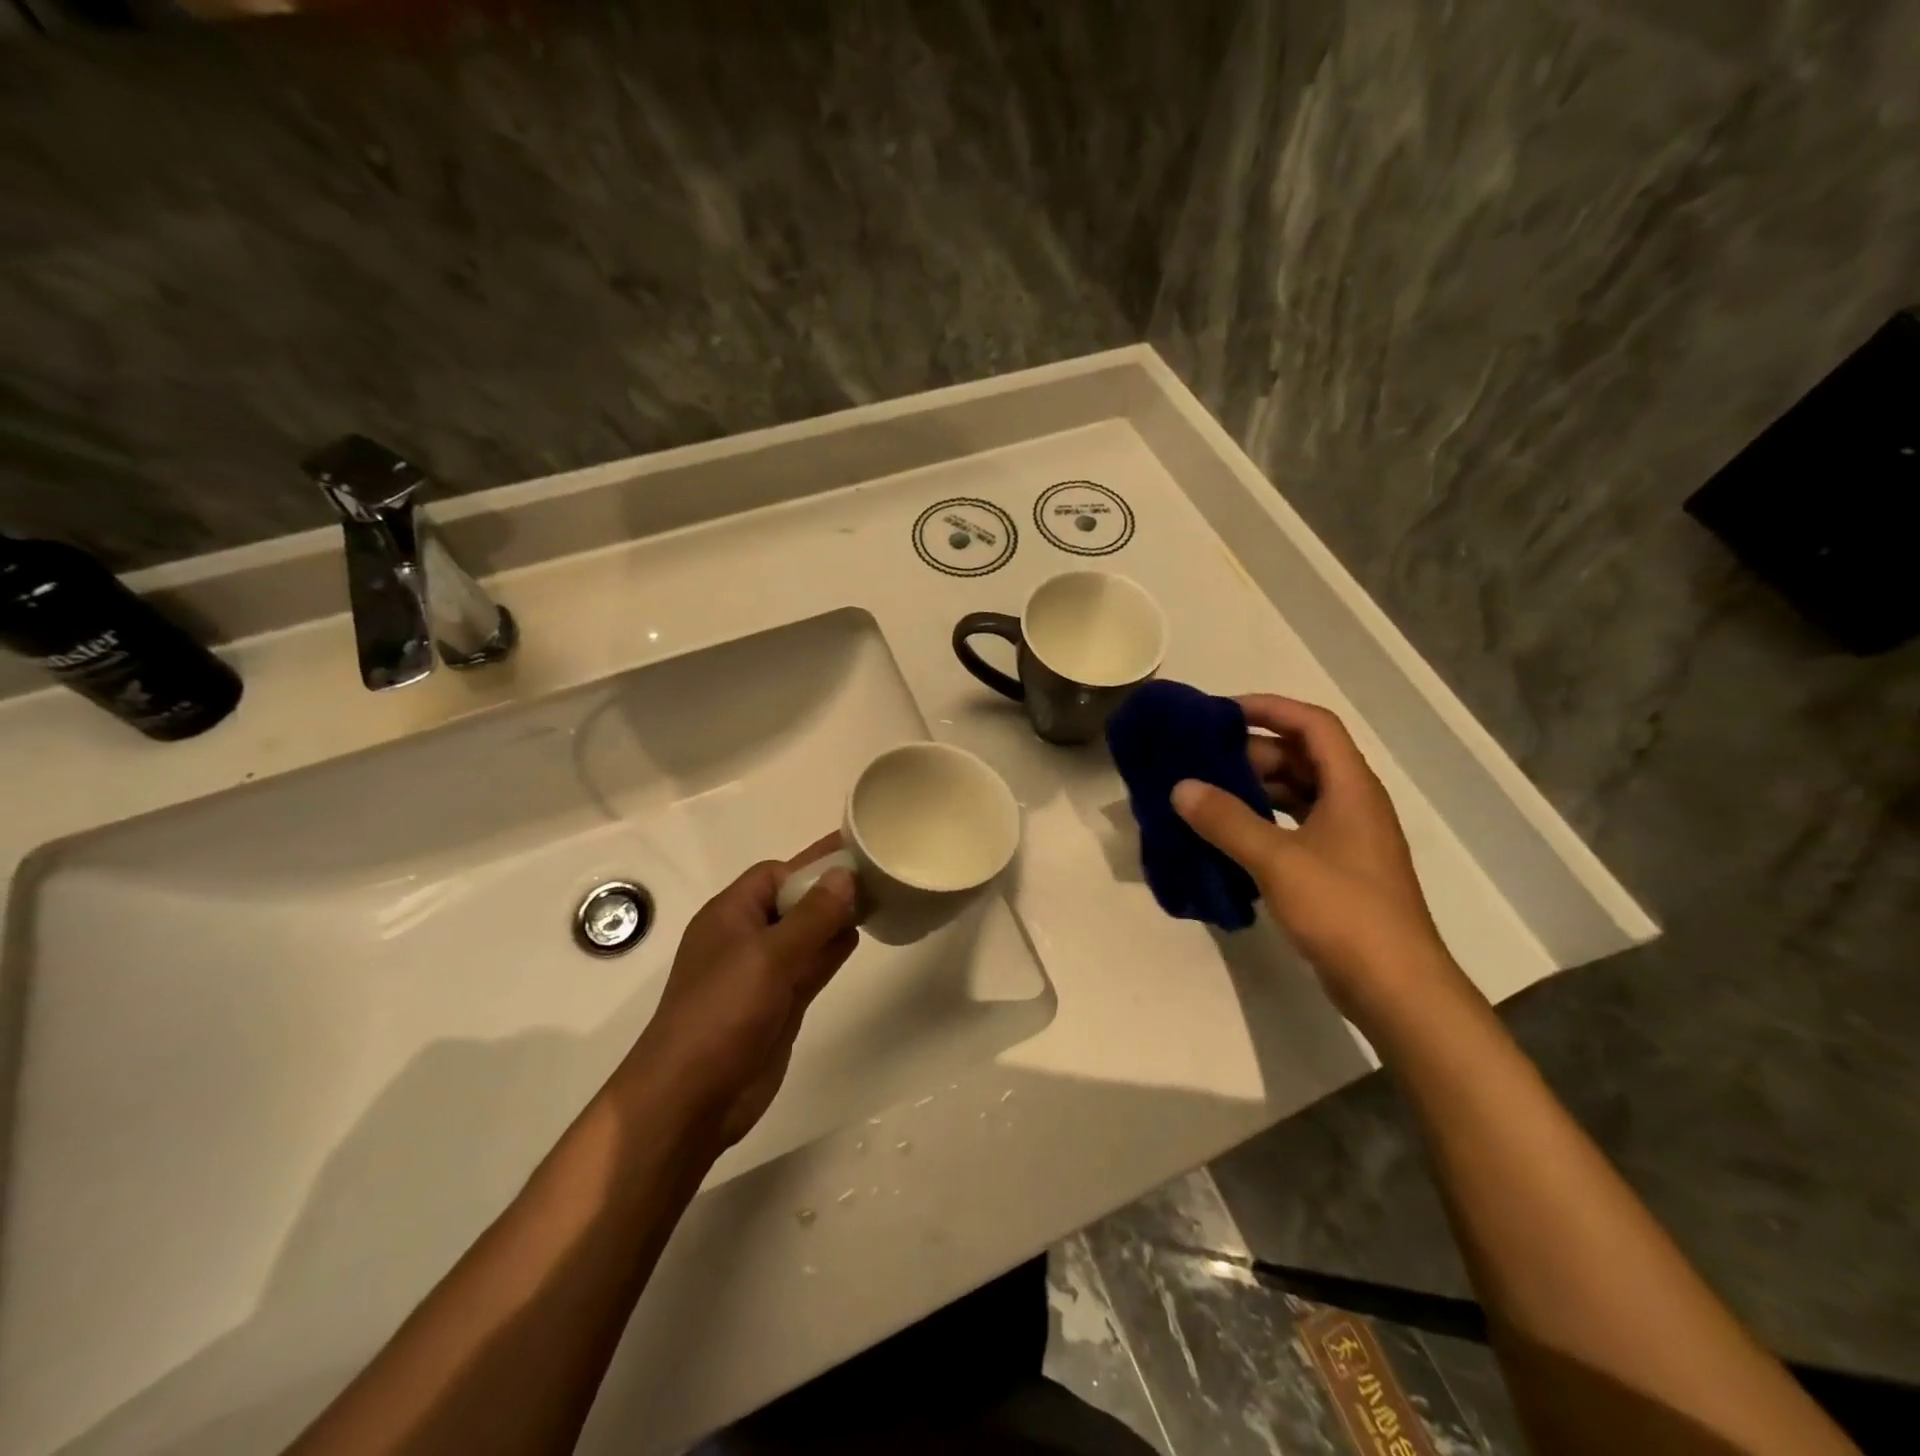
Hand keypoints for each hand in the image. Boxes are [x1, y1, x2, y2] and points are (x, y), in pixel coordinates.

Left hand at [631, 837, 858, 1148]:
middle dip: (830, 889)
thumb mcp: (769, 957)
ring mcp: (762, 974)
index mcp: (730, 915)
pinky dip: (830, 951)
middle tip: (880, 875)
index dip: (812, 865)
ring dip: (834, 919)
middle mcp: (745, 938)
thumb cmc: (722, 1014)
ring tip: (879, 900)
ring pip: (805, 935)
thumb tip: (845, 875)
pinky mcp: (778, 1005)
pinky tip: (857, 937)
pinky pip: (809, 967)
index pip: (775, 874)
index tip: (856, 858)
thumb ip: (812, 916)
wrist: (690, 1099)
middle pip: (793, 902)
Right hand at [1172, 695, 1451, 1011]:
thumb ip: (1227, 820)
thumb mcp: (1278, 860)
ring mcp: (1345, 839)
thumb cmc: (1343, 911)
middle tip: (1200, 760)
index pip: (1312, 724)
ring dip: (1254, 788)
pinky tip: (1226, 836)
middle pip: (1301, 757)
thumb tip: (1181, 788)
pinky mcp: (1335, 870)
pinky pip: (1293, 827)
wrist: (1395, 988)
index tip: (1221, 713)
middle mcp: (1352, 804)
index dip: (1269, 708)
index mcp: (1351, 787)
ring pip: (1296, 794)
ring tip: (1205, 794)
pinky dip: (1261, 822)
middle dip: (1251, 752)